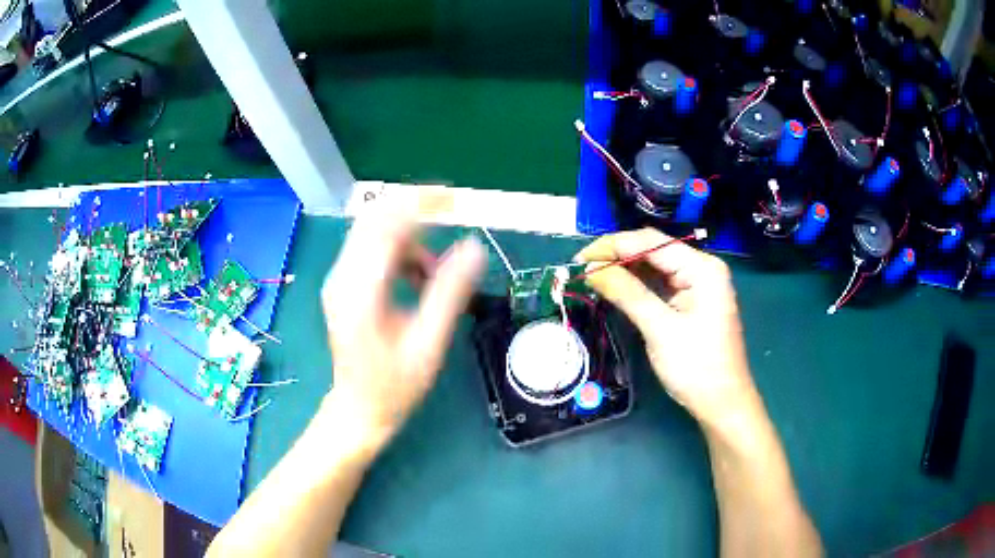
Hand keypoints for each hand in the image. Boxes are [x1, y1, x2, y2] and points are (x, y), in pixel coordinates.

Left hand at [321, 207, 486, 446]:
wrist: (358, 410)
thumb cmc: (395, 386)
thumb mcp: (429, 344)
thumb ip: (450, 293)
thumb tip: (475, 248)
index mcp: (360, 291)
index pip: (386, 226)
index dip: (420, 204)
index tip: (454, 198)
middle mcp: (342, 277)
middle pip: (374, 220)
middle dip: (414, 212)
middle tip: (451, 217)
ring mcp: (339, 280)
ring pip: (374, 233)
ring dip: (408, 239)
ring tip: (434, 274)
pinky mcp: (343, 285)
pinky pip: (372, 250)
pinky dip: (399, 252)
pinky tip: (416, 280)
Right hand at [576, 228, 755, 426]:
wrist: (722, 403)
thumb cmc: (696, 367)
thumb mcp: (660, 329)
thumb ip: (627, 293)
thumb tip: (592, 269)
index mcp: (702, 268)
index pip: (652, 242)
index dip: (614, 246)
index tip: (581, 258)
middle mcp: (701, 269)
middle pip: (653, 251)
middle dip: (617, 257)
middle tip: (582, 269)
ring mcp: (696, 285)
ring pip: (654, 267)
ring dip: (624, 271)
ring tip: (592, 277)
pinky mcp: (689, 302)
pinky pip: (658, 285)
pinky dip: (636, 286)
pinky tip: (614, 287)